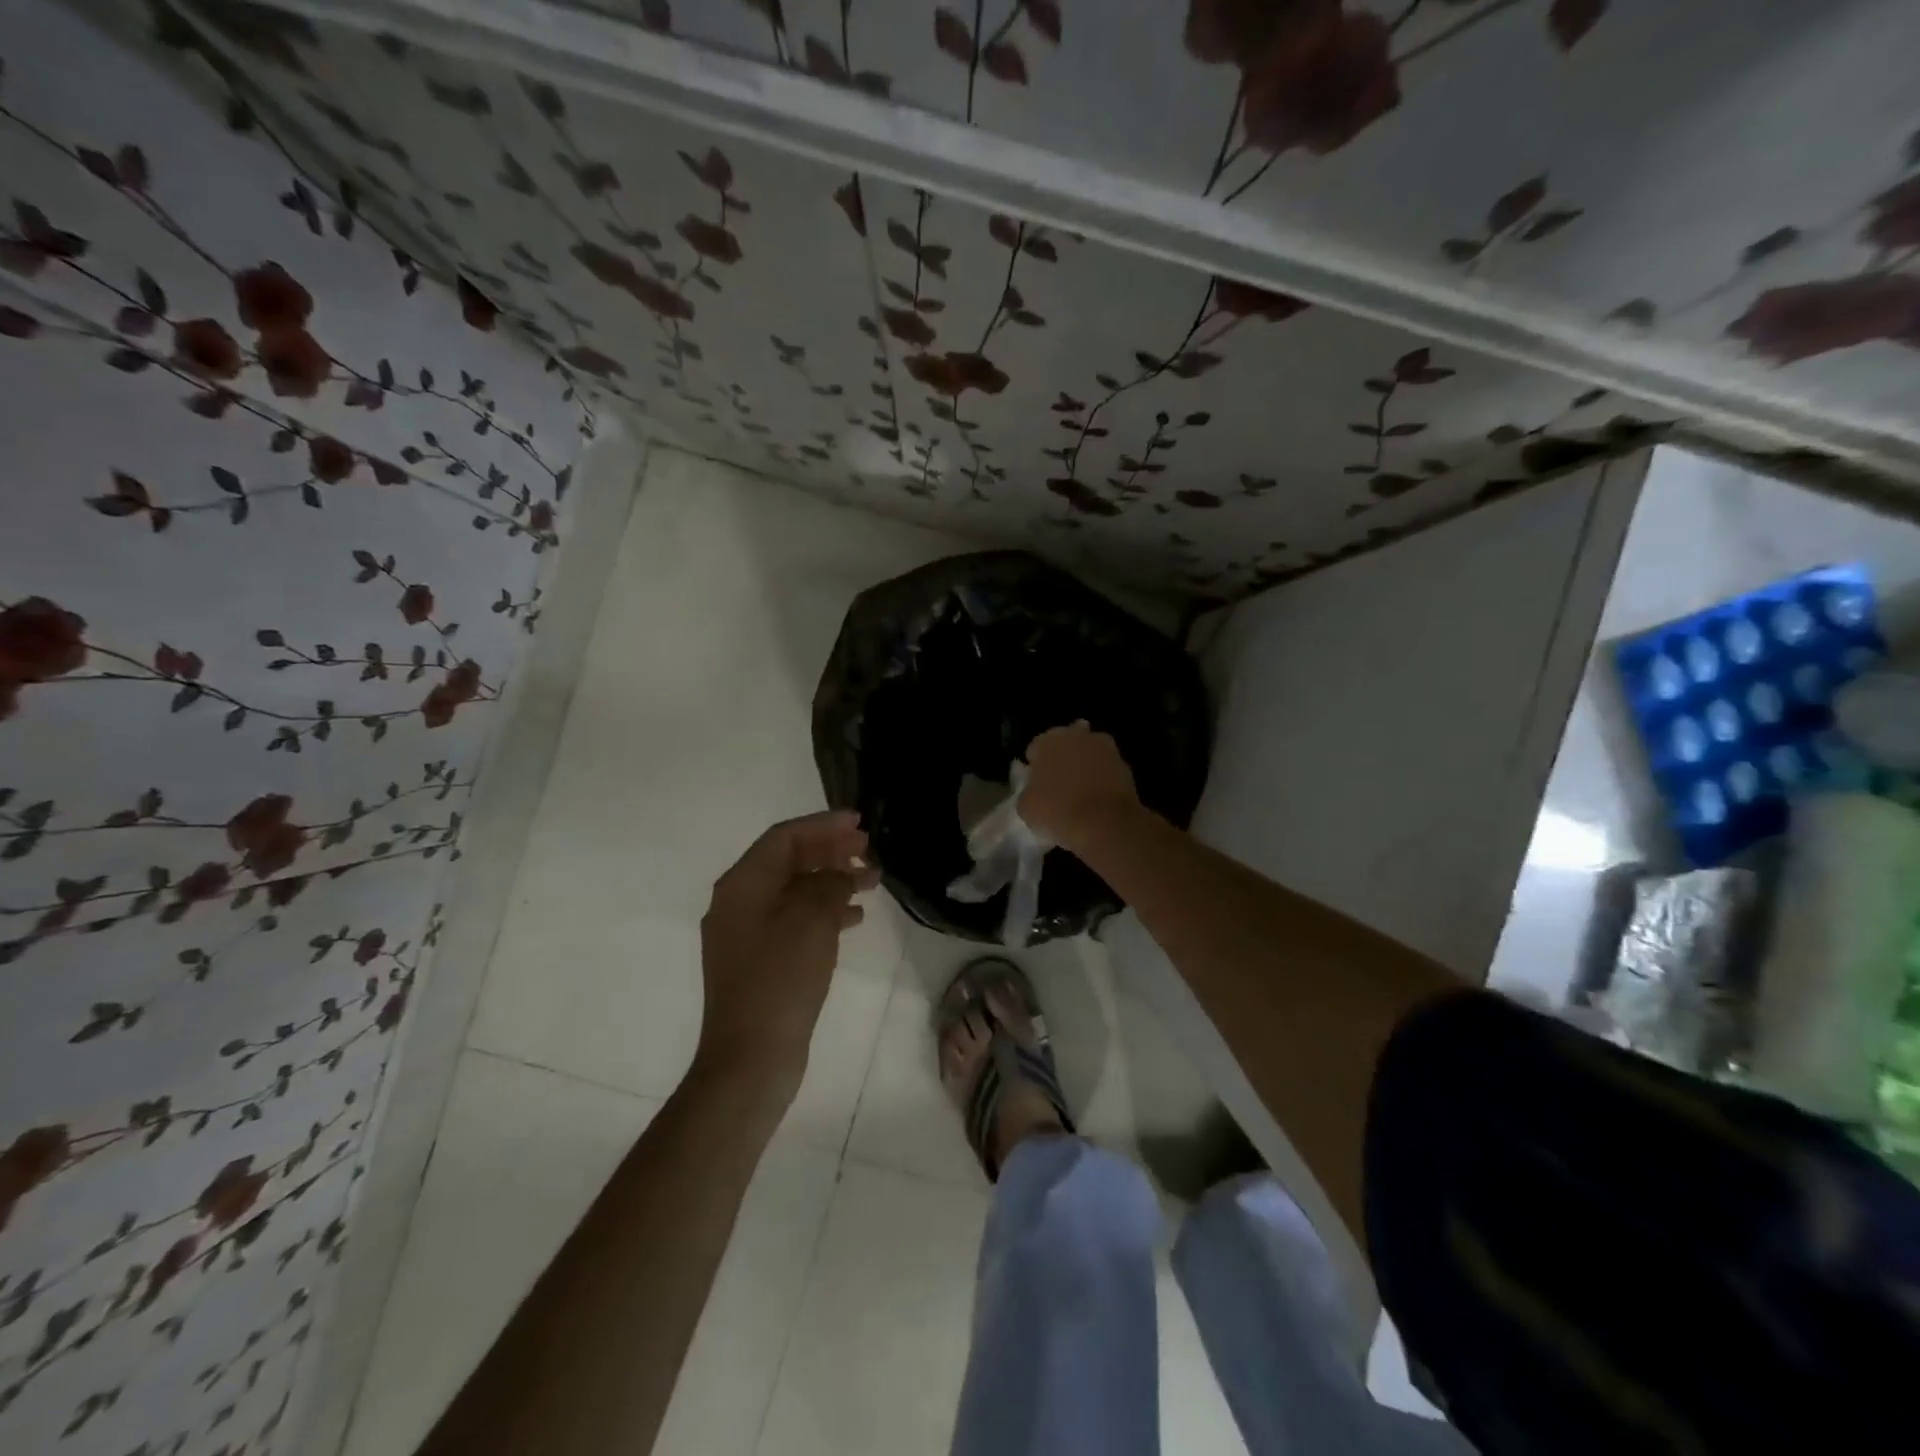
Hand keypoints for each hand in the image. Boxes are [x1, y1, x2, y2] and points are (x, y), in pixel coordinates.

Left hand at [697, 810, 878, 1104]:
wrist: (751, 1058)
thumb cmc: (780, 980)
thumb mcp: (811, 922)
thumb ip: (829, 885)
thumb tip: (840, 875)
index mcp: (742, 885)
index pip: (784, 838)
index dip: (823, 825)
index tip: (859, 823)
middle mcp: (739, 902)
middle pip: (788, 861)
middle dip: (830, 851)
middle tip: (869, 850)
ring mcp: (748, 933)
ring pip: (795, 890)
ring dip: (832, 881)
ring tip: (872, 881)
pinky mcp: (762, 959)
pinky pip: (795, 919)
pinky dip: (824, 911)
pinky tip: (855, 917)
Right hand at [1020, 722, 1141, 852]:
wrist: (1105, 823)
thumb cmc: (1057, 812)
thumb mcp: (1026, 808)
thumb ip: (1027, 791)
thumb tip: (1034, 790)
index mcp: (1047, 741)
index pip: (1035, 749)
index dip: (1035, 767)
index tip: (1036, 785)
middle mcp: (1075, 735)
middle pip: (1064, 745)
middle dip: (1062, 759)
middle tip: (1059, 786)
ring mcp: (1103, 747)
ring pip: (1088, 753)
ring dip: (1084, 765)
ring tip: (1081, 792)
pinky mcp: (1124, 763)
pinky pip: (1106, 768)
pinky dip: (1102, 777)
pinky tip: (1098, 798)